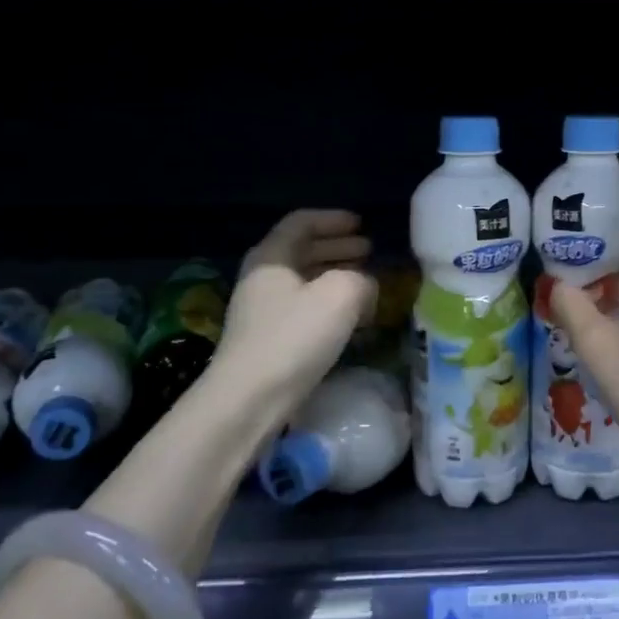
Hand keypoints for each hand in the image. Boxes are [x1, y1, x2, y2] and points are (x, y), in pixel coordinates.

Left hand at [211, 210, 376, 424]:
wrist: (249, 400)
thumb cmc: (294, 337)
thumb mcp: (341, 294)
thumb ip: (361, 279)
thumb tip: (365, 284)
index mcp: (271, 257)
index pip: (301, 222)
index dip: (333, 219)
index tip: (361, 224)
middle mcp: (262, 279)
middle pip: (301, 250)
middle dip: (337, 247)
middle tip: (368, 250)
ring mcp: (261, 312)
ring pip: (303, 281)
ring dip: (335, 276)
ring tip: (365, 281)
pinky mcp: (267, 341)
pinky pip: (302, 308)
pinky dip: (328, 303)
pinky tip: (349, 317)